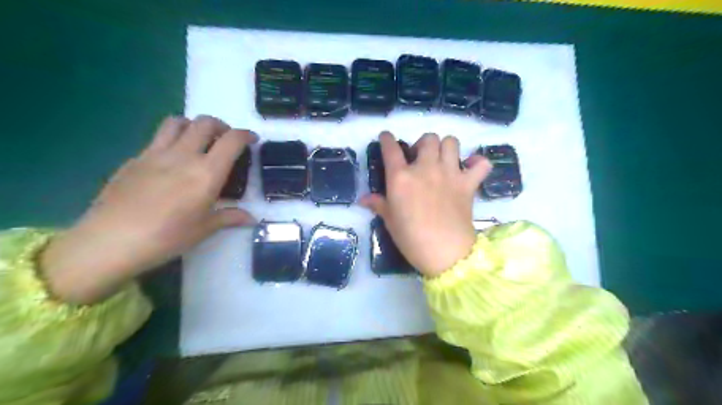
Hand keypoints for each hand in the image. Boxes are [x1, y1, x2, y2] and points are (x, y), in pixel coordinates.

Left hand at [42, 116, 256, 300]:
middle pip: (205, 123)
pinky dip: (172, 140)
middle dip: (221, 126)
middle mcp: (183, 155)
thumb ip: (230, 217)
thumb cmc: (167, 237)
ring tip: (199, 141)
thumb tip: (251, 218)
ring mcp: (155, 153)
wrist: (110, 240)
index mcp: (206, 173)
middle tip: (226, 140)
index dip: (245, 135)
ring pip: (177, 122)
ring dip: (194, 125)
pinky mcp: (135, 158)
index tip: (252, 140)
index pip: (231, 141)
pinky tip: (171, 162)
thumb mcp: (204, 229)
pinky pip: (158, 138)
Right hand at [360, 132, 490, 277]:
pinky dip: (477, 163)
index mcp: (401, 177)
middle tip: (421, 158)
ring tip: (443, 160)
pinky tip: (471, 170)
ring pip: (451, 142)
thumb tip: (363, 199)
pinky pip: (481, 164)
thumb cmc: (411, 238)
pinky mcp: (468, 184)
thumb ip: (378, 204)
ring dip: (446, 147)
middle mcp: (425, 168)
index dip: (387, 139)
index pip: (391, 149)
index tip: (386, 137)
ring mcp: (449, 174)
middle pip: (428, 138)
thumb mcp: (390, 221)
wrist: (445, 252)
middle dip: (423, 144)